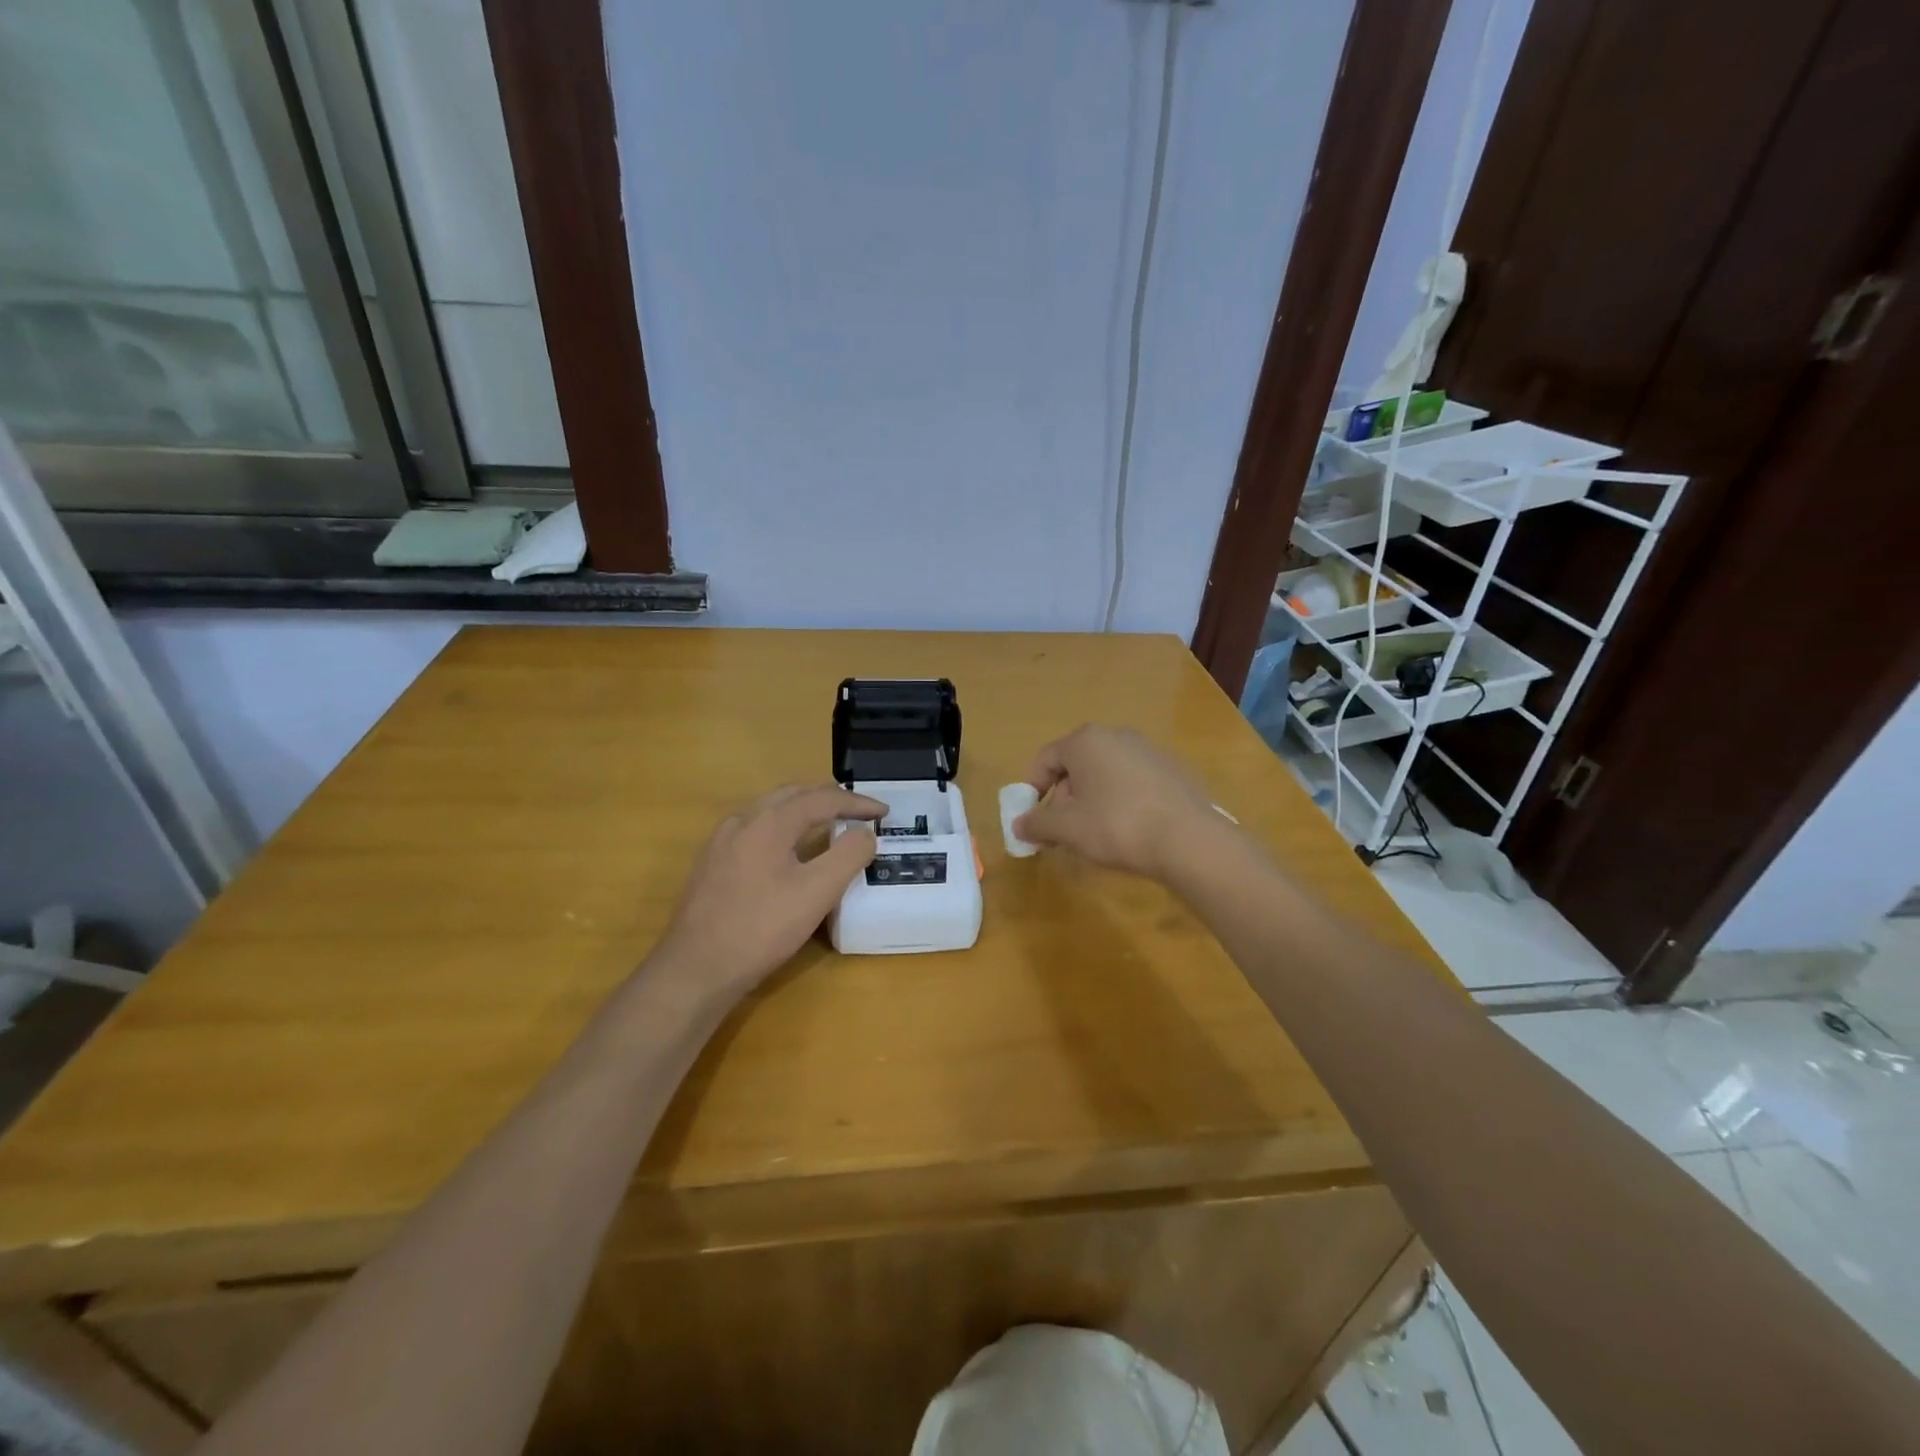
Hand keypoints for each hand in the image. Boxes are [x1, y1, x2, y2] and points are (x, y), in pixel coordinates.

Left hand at [655, 783, 885, 994]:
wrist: (695, 969)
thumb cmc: (761, 928)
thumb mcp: (817, 893)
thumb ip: (848, 855)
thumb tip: (865, 833)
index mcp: (769, 821)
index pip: (822, 798)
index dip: (857, 803)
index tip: (884, 812)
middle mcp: (742, 821)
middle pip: (793, 795)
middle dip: (829, 798)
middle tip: (858, 811)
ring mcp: (721, 842)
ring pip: (770, 810)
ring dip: (804, 810)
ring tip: (828, 823)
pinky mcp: (711, 864)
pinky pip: (755, 830)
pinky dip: (782, 827)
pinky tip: (787, 850)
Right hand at [1013, 725, 1215, 881]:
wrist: (1189, 840)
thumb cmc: (1116, 826)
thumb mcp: (1067, 828)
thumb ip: (1037, 823)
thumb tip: (1019, 825)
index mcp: (1086, 741)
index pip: (1045, 758)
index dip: (1031, 789)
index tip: (1031, 818)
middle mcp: (1117, 736)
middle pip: (1076, 765)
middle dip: (1063, 798)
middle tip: (1063, 832)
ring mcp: (1148, 751)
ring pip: (1105, 774)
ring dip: (1091, 801)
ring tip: (1095, 835)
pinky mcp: (1172, 771)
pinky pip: (1132, 783)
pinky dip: (1121, 802)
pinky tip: (1128, 831)